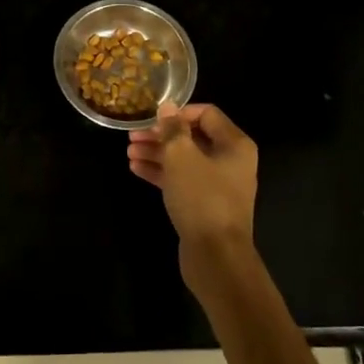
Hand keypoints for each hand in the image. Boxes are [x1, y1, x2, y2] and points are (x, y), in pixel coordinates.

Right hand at [127, 102, 258, 269]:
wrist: (216, 257)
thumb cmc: (202, 198)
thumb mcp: (182, 157)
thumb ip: (173, 129)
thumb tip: (167, 106)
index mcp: (234, 144)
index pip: (206, 114)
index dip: (178, 113)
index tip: (153, 119)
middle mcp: (230, 161)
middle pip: (193, 137)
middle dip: (162, 135)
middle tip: (133, 137)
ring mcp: (218, 184)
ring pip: (185, 160)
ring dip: (157, 153)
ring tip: (129, 153)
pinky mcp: (205, 205)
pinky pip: (182, 180)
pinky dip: (162, 173)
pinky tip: (136, 169)